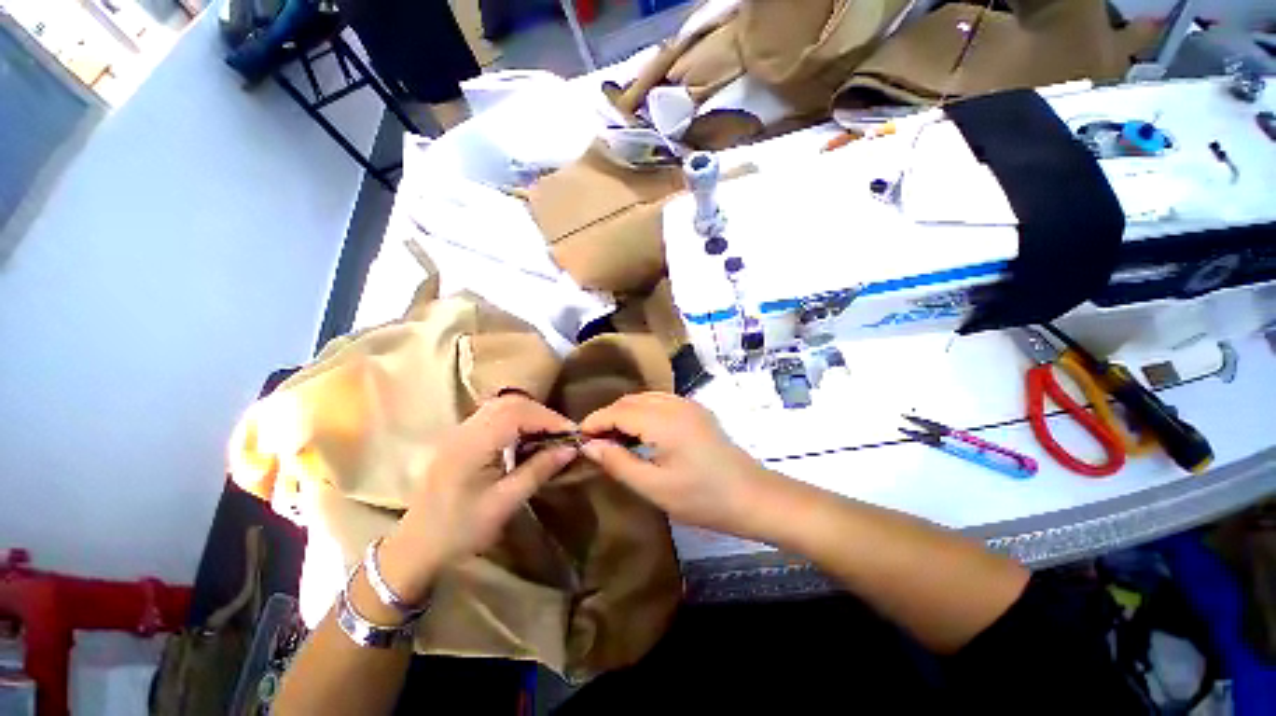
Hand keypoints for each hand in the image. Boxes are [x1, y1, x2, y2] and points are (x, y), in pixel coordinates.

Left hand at [379, 395, 577, 603]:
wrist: (415, 547)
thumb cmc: (459, 531)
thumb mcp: (504, 503)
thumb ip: (538, 470)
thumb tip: (570, 449)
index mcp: (473, 445)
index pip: (518, 414)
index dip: (549, 419)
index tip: (573, 434)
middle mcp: (465, 429)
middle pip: (511, 403)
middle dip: (542, 414)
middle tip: (564, 434)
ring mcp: (461, 431)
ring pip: (503, 406)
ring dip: (531, 415)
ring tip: (550, 435)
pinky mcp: (461, 438)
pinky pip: (495, 416)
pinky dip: (518, 420)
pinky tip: (528, 438)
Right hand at [579, 393, 785, 538]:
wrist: (753, 496)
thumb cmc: (703, 499)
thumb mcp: (655, 488)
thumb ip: (618, 463)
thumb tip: (588, 446)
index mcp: (664, 421)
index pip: (618, 411)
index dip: (595, 422)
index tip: (578, 439)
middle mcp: (675, 404)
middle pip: (630, 401)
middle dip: (608, 416)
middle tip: (594, 443)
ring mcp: (688, 405)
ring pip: (645, 398)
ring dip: (625, 413)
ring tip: (613, 439)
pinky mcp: (696, 411)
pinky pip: (660, 402)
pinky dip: (643, 412)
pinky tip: (640, 433)